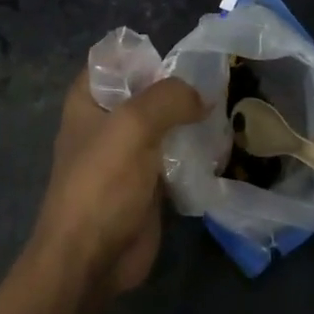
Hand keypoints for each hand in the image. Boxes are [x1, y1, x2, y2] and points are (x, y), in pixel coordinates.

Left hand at [31, 69, 205, 297]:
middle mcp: (106, 121)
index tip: (184, 58)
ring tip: (225, 112)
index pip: (116, 58)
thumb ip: (170, 97)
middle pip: (147, 90)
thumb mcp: (134, 124)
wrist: (91, 259)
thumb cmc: (102, 182)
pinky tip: (220, 145)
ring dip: (191, 120)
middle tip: (217, 83)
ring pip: (165, 123)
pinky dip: (195, 150)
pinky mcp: (147, 182)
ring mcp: (127, 153)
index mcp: (89, 99)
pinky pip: (175, 156)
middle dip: (179, 88)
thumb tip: (202, 98)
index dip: (147, 54)